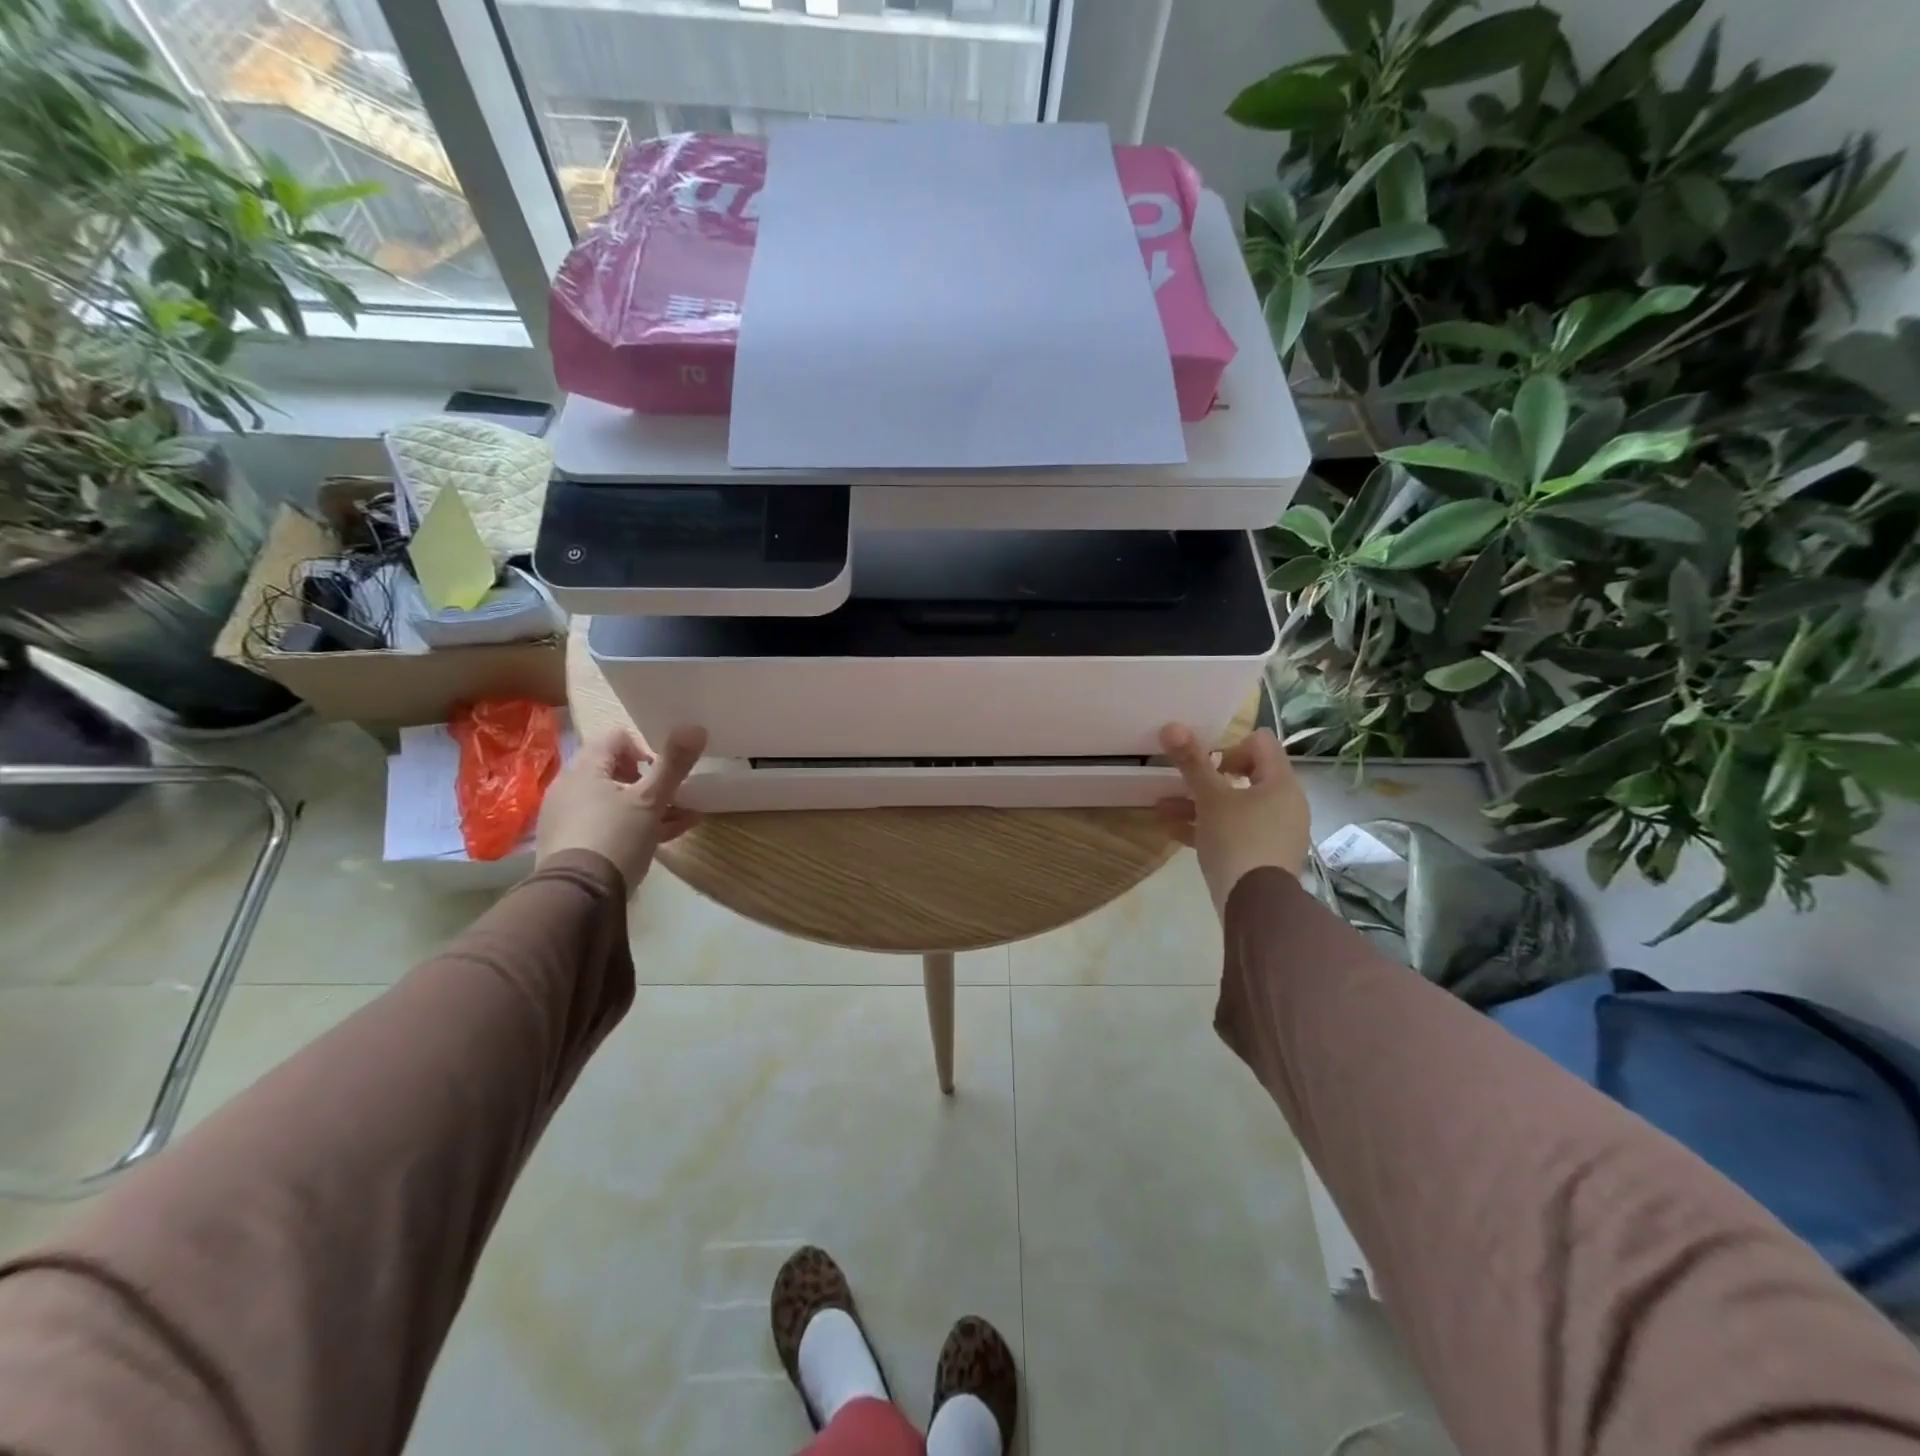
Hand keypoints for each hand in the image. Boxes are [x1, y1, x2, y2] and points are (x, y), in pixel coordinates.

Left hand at [536, 726, 706, 893]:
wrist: (577, 897)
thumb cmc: (616, 837)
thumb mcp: (651, 800)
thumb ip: (673, 764)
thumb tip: (695, 726)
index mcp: (585, 769)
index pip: (617, 737)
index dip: (645, 748)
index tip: (664, 771)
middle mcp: (570, 787)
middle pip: (616, 770)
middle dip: (651, 781)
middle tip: (674, 796)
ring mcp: (568, 817)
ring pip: (615, 800)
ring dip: (649, 805)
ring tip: (682, 818)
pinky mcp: (571, 844)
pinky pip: (608, 824)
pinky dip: (634, 825)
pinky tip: (666, 837)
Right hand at [1154, 724, 1311, 918]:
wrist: (1257, 907)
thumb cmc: (1238, 841)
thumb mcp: (1210, 799)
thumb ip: (1192, 762)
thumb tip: (1172, 726)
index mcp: (1280, 783)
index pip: (1260, 743)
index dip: (1229, 745)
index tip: (1204, 763)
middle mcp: (1285, 804)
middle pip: (1246, 775)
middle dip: (1207, 778)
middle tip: (1182, 783)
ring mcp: (1276, 832)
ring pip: (1234, 806)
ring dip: (1198, 804)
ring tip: (1161, 807)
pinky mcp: (1263, 856)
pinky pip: (1234, 831)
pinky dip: (1207, 827)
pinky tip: (1171, 830)